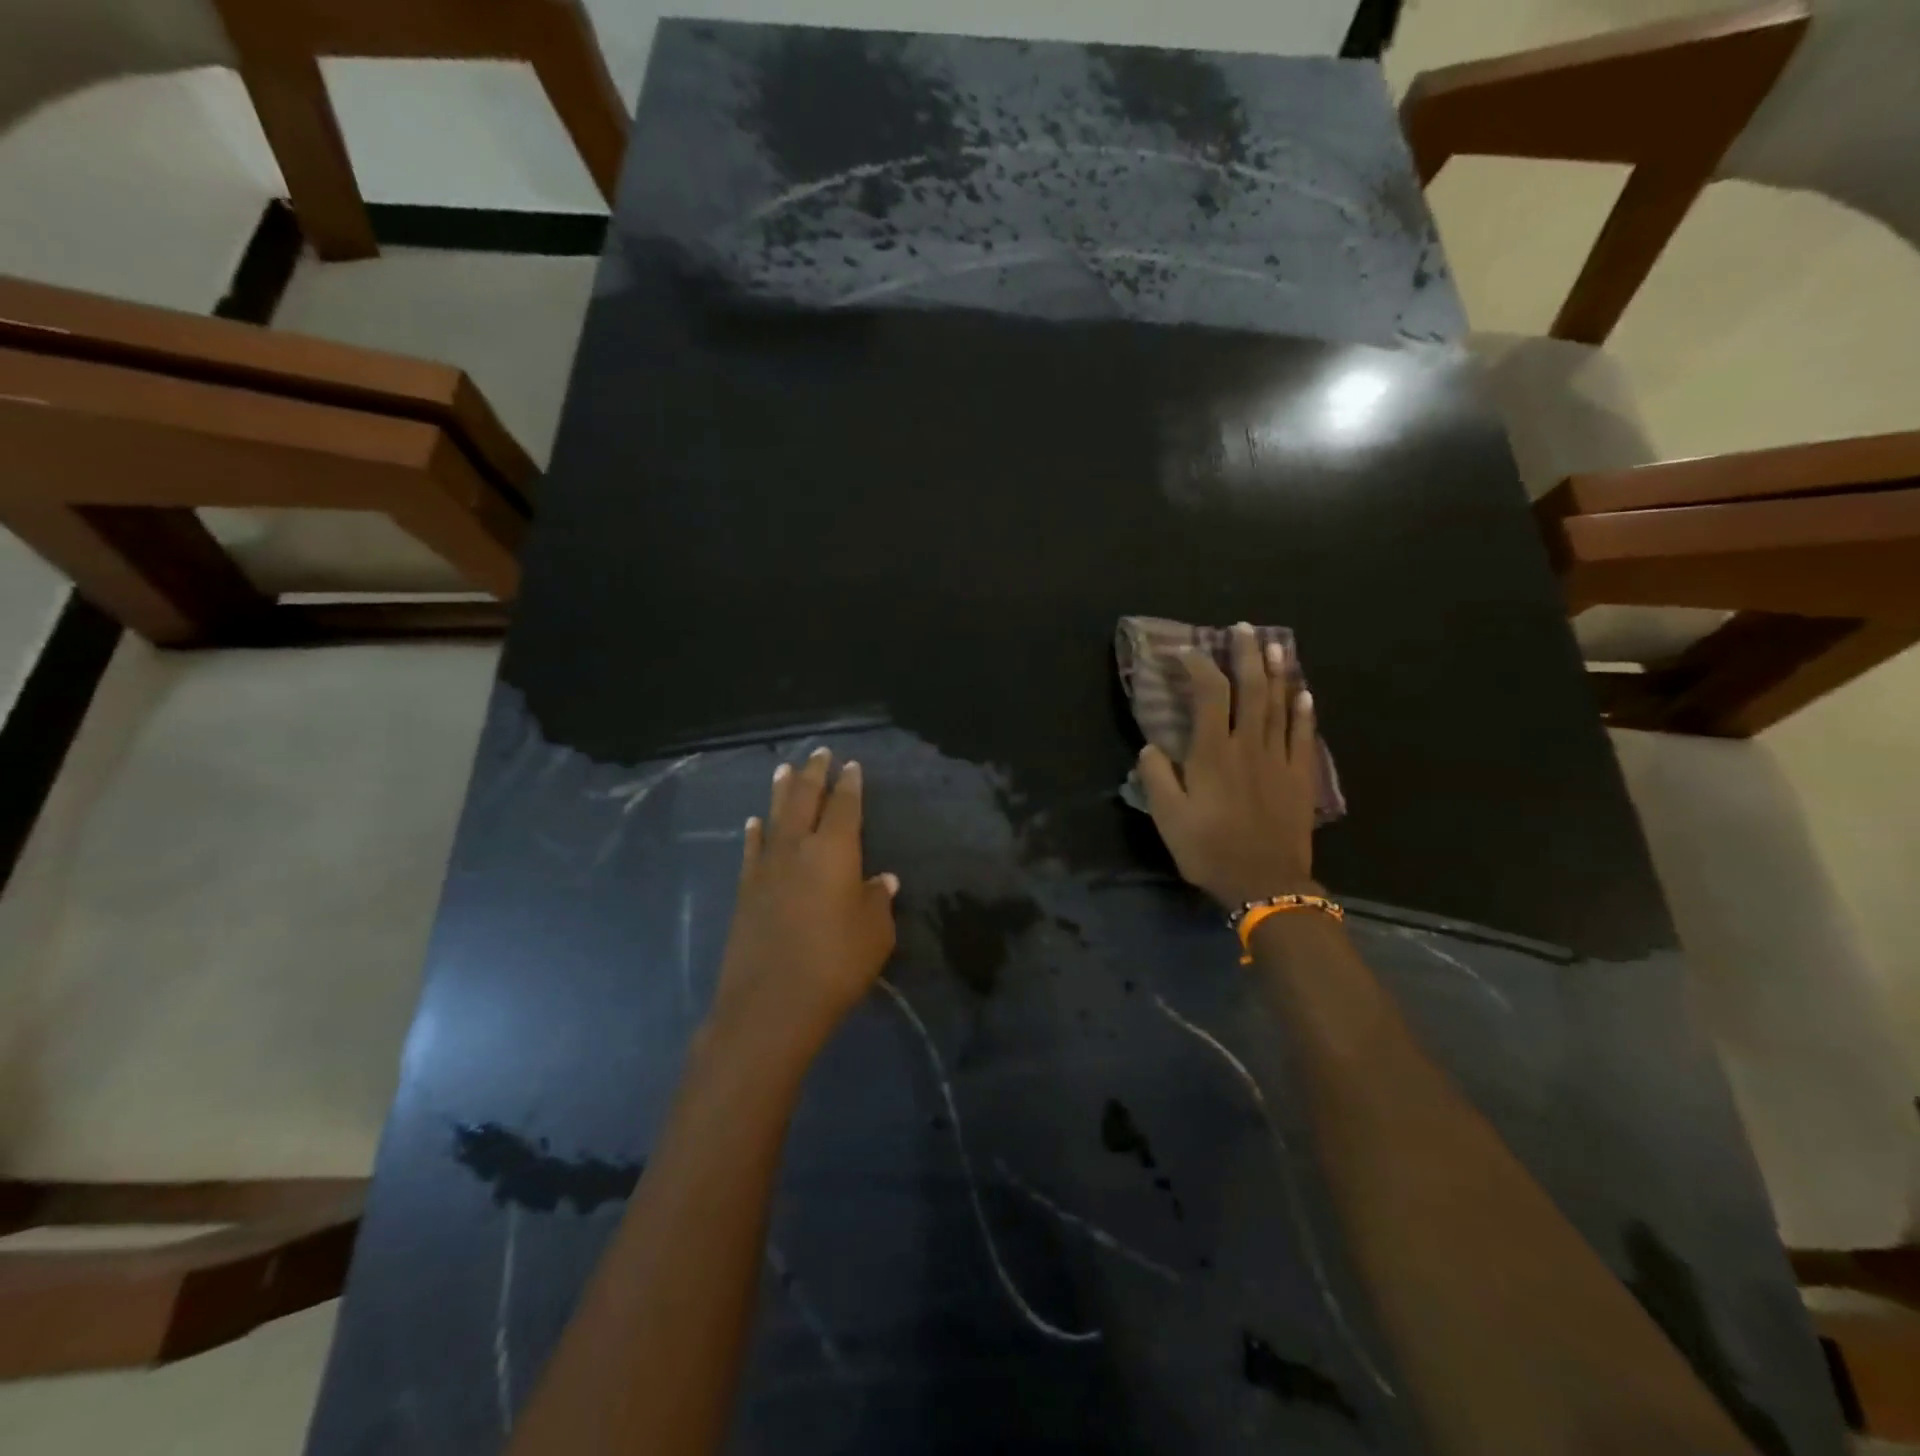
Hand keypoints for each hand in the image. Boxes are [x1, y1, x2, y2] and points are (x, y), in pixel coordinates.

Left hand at [708, 748, 898, 1068]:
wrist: (770, 1004)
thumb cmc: (835, 965)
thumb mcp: (875, 934)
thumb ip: (878, 901)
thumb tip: (883, 880)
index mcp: (834, 851)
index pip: (844, 806)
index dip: (849, 784)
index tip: (851, 765)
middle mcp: (797, 849)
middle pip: (805, 799)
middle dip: (814, 773)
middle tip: (819, 752)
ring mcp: (766, 868)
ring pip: (775, 816)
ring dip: (782, 791)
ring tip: (785, 769)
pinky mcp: (744, 891)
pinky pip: (752, 849)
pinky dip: (755, 832)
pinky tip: (754, 822)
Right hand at [1138, 623, 1322, 909]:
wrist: (1265, 883)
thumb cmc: (1210, 850)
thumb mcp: (1168, 818)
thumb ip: (1157, 777)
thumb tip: (1151, 746)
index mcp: (1213, 753)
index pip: (1209, 694)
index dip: (1198, 666)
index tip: (1186, 651)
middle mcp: (1249, 745)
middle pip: (1252, 688)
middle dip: (1246, 654)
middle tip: (1243, 628)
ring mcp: (1279, 759)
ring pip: (1280, 704)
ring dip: (1277, 671)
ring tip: (1275, 644)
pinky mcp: (1299, 776)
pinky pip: (1303, 734)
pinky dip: (1304, 709)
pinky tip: (1304, 692)